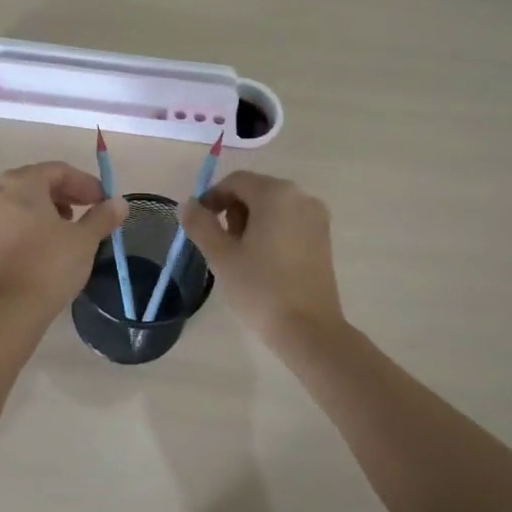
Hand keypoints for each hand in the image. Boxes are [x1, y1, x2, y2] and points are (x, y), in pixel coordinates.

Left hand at [0, 162, 126, 311]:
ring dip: (50, 207)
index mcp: (22, 183)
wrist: (13, 307)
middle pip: (38, 182)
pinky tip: (50, 241)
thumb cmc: (51, 263)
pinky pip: (13, 219)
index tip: (104, 200)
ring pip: (24, 201)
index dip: (86, 183)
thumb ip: (103, 215)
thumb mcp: (85, 238)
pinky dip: (33, 222)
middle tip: (90, 209)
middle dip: (67, 193)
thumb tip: (120, 203)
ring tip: (71, 226)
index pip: (59, 171)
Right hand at [180, 172, 344, 343]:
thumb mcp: (221, 256)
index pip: (236, 181)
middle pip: (256, 191)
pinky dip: (270, 231)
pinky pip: (289, 221)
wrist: (309, 329)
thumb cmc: (260, 288)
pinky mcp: (324, 238)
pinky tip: (262, 261)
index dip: (212, 198)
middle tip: (220, 244)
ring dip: (250, 221)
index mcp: (276, 194)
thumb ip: (200, 224)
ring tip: (239, 255)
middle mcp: (301, 197)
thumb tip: (188, 204)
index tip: (198, 223)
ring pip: (273, 207)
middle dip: (232, 211)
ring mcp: (316, 217)